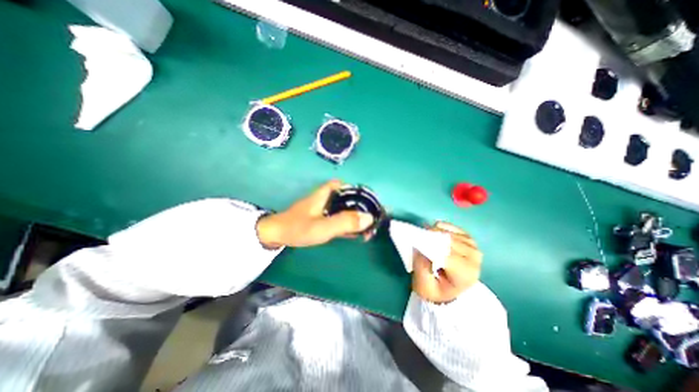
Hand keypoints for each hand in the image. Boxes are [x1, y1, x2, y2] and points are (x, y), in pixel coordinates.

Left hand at [256, 179, 375, 246]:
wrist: (276, 235)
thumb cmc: (298, 228)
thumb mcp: (323, 227)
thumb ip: (345, 222)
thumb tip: (369, 218)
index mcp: (327, 193)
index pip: (346, 186)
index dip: (359, 191)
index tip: (370, 202)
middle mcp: (326, 198)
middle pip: (348, 198)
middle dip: (361, 207)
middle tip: (372, 219)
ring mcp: (324, 208)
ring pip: (345, 209)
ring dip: (356, 217)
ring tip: (367, 229)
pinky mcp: (321, 218)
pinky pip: (339, 218)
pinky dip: (348, 224)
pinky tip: (355, 233)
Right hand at [410, 222, 483, 304]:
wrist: (451, 291)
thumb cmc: (436, 290)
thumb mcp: (424, 286)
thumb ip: (421, 267)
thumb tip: (418, 246)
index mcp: (465, 273)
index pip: (445, 253)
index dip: (429, 245)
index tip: (415, 243)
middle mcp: (473, 258)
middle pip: (447, 240)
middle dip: (430, 238)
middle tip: (417, 239)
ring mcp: (472, 246)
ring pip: (448, 232)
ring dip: (434, 233)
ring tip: (425, 240)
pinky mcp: (468, 239)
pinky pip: (451, 227)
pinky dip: (440, 228)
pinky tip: (435, 235)